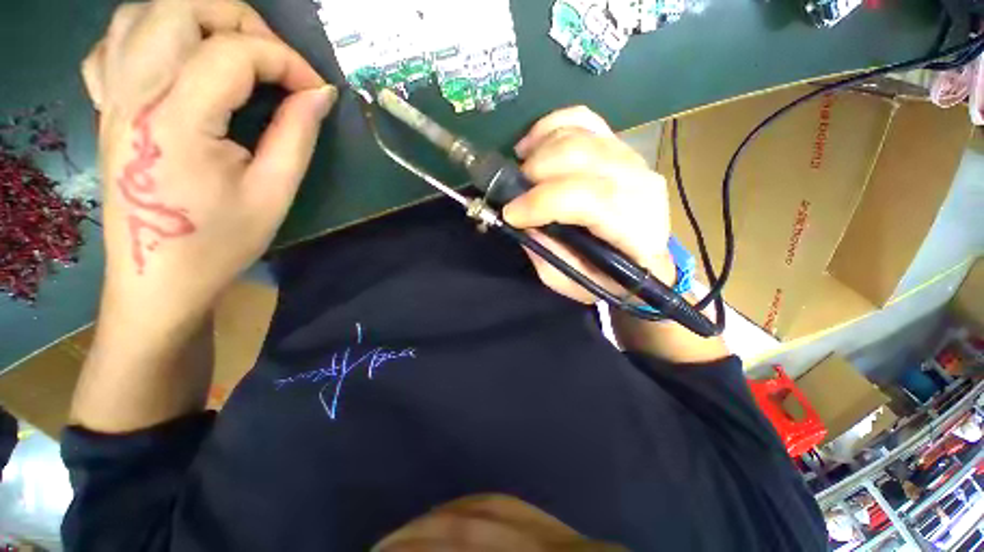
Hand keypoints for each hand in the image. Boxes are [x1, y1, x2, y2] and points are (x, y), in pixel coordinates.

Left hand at [82, 0, 335, 332]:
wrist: (158, 279)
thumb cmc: (220, 243)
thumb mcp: (274, 194)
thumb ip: (297, 135)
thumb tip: (320, 95)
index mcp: (176, 120)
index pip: (234, 52)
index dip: (287, 61)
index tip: (317, 91)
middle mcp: (133, 93)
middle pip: (181, 7)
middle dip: (241, 20)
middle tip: (275, 61)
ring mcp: (112, 96)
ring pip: (143, 13)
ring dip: (196, 16)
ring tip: (232, 49)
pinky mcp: (105, 107)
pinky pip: (114, 44)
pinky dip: (149, 32)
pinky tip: (175, 56)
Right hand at [504, 107, 674, 304]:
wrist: (643, 259)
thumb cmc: (608, 278)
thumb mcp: (573, 282)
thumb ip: (548, 256)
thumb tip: (522, 222)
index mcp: (635, 228)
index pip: (591, 199)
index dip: (543, 202)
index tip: (510, 213)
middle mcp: (640, 185)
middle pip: (582, 157)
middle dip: (536, 172)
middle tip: (514, 194)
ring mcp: (631, 159)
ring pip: (579, 135)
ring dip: (539, 151)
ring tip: (520, 172)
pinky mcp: (619, 146)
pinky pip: (583, 119)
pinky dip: (550, 126)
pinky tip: (532, 145)